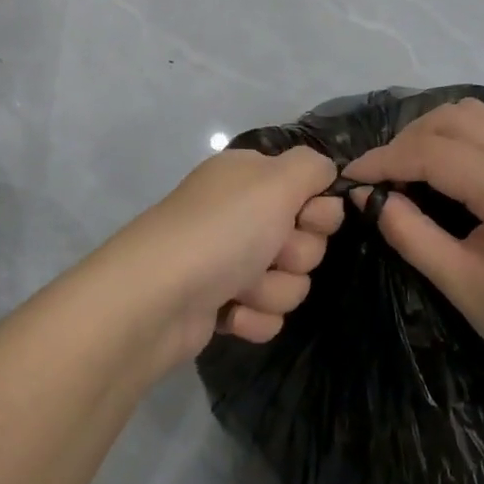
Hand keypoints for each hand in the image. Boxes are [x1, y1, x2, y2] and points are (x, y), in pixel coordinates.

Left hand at [113, 146, 344, 368]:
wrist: (157, 298)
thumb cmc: (222, 230)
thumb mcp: (276, 180)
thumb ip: (312, 167)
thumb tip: (325, 171)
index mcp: (250, 177)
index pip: (311, 190)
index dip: (318, 211)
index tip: (305, 218)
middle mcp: (240, 214)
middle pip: (307, 239)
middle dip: (295, 254)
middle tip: (270, 253)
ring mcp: (229, 260)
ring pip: (291, 281)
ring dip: (273, 289)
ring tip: (240, 288)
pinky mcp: (221, 303)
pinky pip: (267, 313)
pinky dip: (253, 316)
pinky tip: (229, 312)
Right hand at [343, 101, 483, 396]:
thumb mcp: (462, 284)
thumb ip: (409, 233)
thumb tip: (367, 196)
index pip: (433, 152)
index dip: (383, 160)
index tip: (347, 177)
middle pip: (455, 119)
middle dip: (407, 141)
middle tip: (378, 179)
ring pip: (479, 115)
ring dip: (437, 132)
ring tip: (410, 170)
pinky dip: (467, 136)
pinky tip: (452, 168)